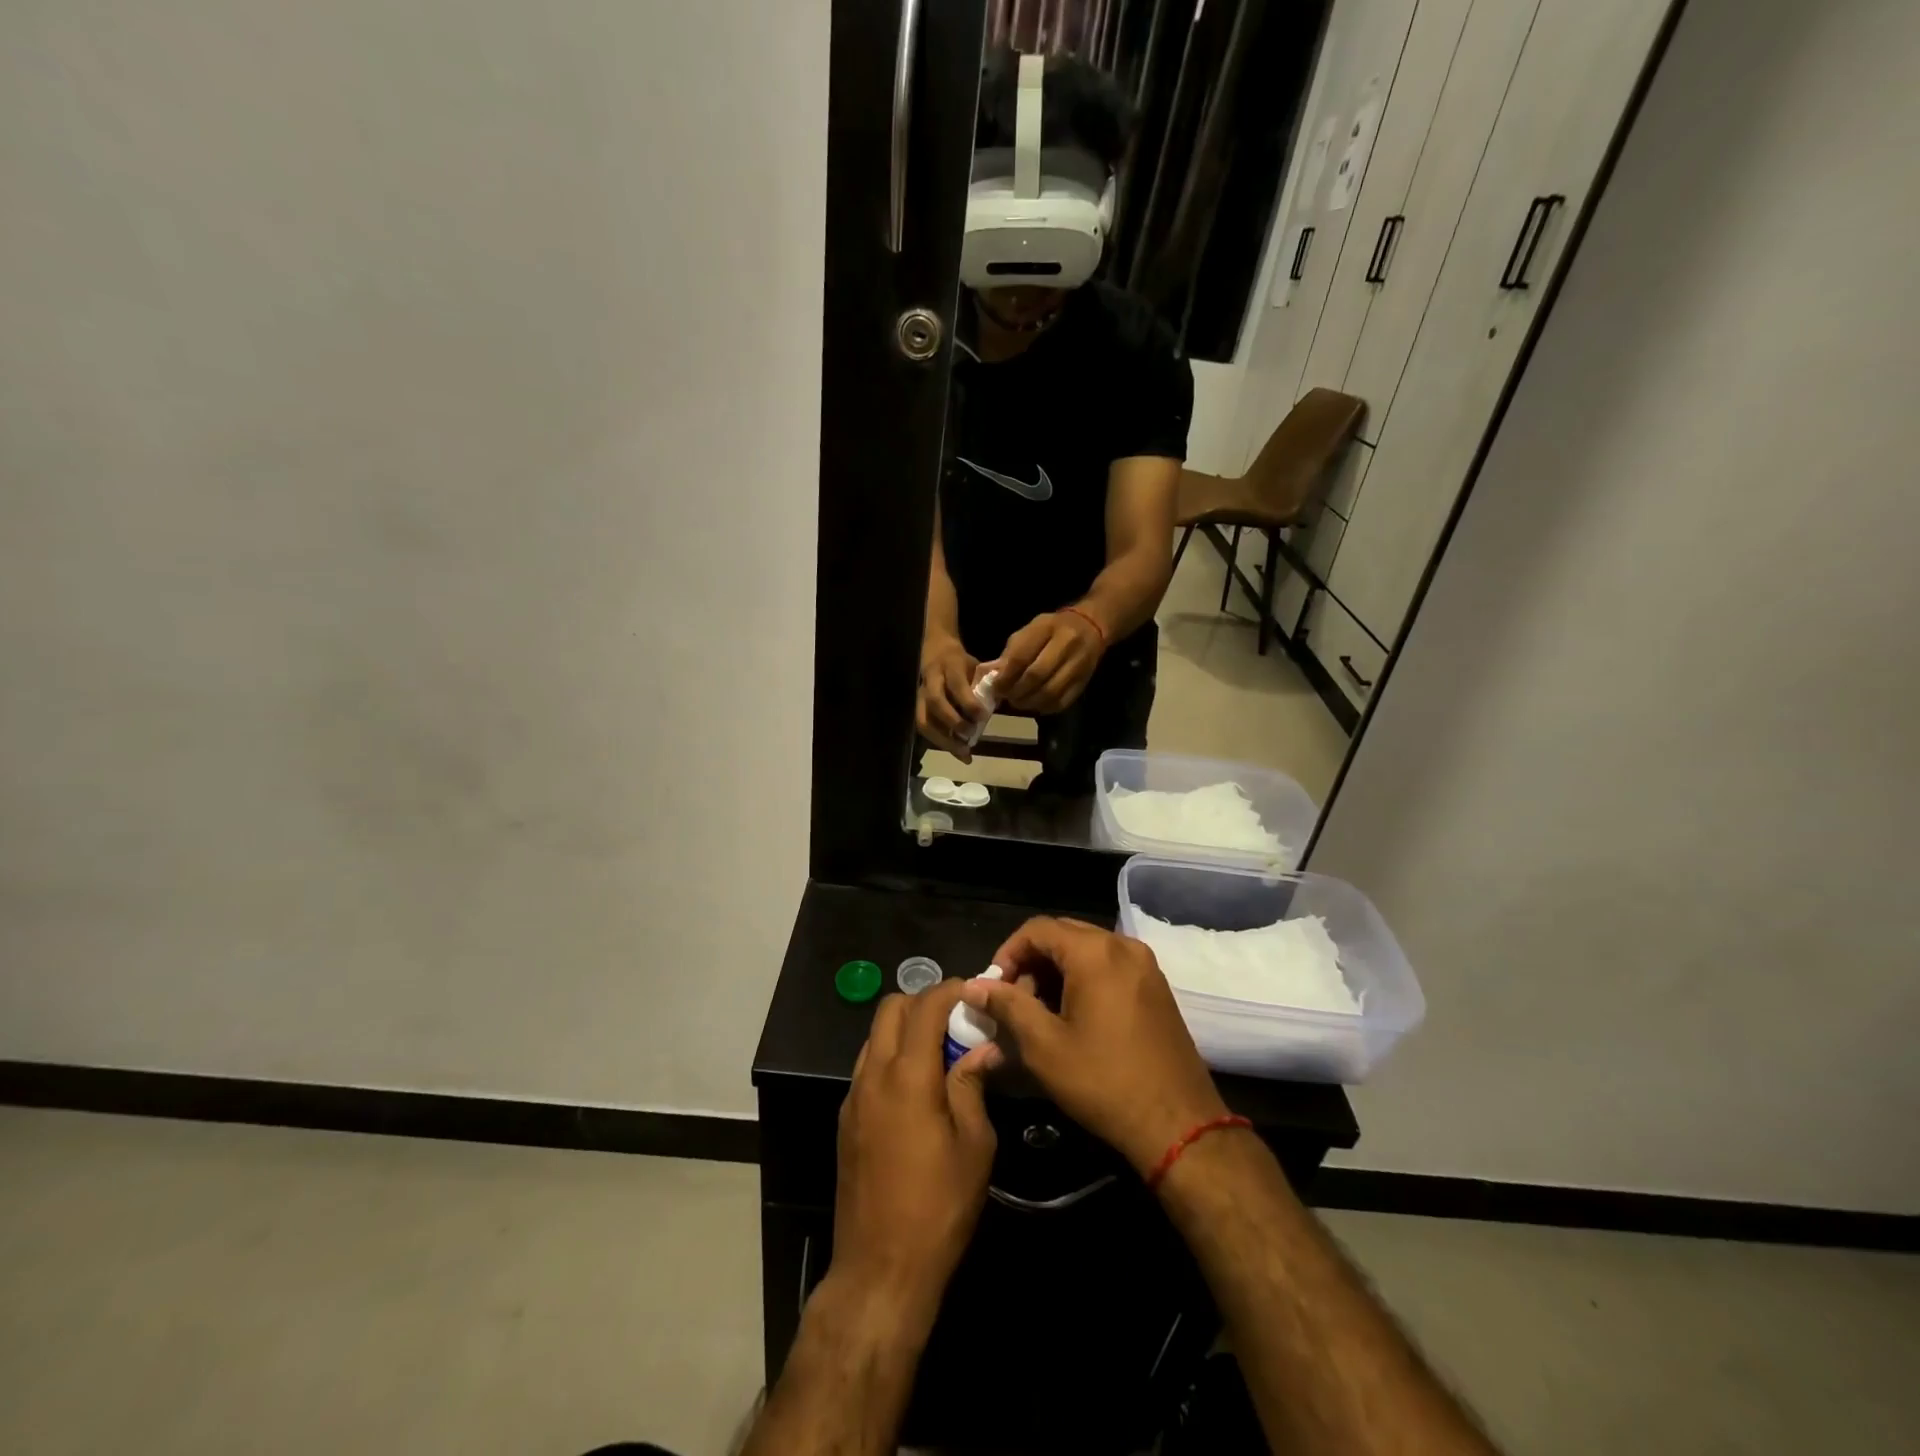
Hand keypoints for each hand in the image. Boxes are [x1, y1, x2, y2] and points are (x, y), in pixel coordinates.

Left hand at [831, 982, 1000, 1319]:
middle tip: (956, 1019)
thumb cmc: (938, 1207)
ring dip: (904, 1028)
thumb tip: (984, 1048)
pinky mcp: (846, 1118)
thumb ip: (973, 1086)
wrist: (880, 1269)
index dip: (950, 990)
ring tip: (939, 1050)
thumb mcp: (974, 1146)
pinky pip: (867, 1065)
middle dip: (923, 1001)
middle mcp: (873, 1075)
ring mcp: (854, 1096)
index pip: (925, 1006)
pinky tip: (917, 1086)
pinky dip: (891, 1055)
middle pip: (890, 1009)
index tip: (974, 991)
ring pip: (874, 1035)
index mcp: (908, 1076)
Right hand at [916, 636, 985, 761]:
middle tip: (971, 736)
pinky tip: (959, 752)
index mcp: (949, 666)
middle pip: (936, 703)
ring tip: (964, 753)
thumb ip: (985, 684)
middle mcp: (931, 681)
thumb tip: (999, 704)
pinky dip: (942, 743)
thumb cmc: (960, 662)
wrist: (936, 650)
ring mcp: (921, 696)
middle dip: (953, 722)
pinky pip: (925, 728)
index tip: (982, 716)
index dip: (968, 702)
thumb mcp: (975, 666)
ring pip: (924, 720)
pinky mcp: (918, 708)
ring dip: (944, 740)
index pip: (956, 684)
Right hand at [962, 917, 1227, 1175]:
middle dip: (1031, 962)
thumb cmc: (1103, 1082)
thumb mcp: (1044, 1045)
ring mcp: (1144, 965)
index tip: (993, 988)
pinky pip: (1109, 965)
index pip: (1037, 929)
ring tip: (1038, 1012)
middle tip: (1013, 1001)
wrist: (1178, 1123)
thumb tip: (974, 987)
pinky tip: (1072, 1016)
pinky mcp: (1156, 986)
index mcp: (1095, 953)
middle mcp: (1123, 946)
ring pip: (1086, 950)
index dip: (1007, 953)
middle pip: (1063, 934)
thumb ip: (1007, 1006)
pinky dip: (1083, 978)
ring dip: (1055, 971)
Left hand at [996, 610, 1104, 714]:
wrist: (1090, 627)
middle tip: (1006, 696)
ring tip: (1018, 701)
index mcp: (1047, 628)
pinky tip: (1035, 704)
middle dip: (1016, 691)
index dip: (1006, 676)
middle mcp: (1066, 645)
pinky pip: (1061, 702)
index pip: (1022, 656)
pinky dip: (1044, 707)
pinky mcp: (1084, 682)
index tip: (996, 686)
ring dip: (1029, 702)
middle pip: (1036, 676)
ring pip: (1049, 693)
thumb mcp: (1030, 630)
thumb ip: (1012, 652)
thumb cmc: (1053, 629)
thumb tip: (994, 677)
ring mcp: (1079, 665)